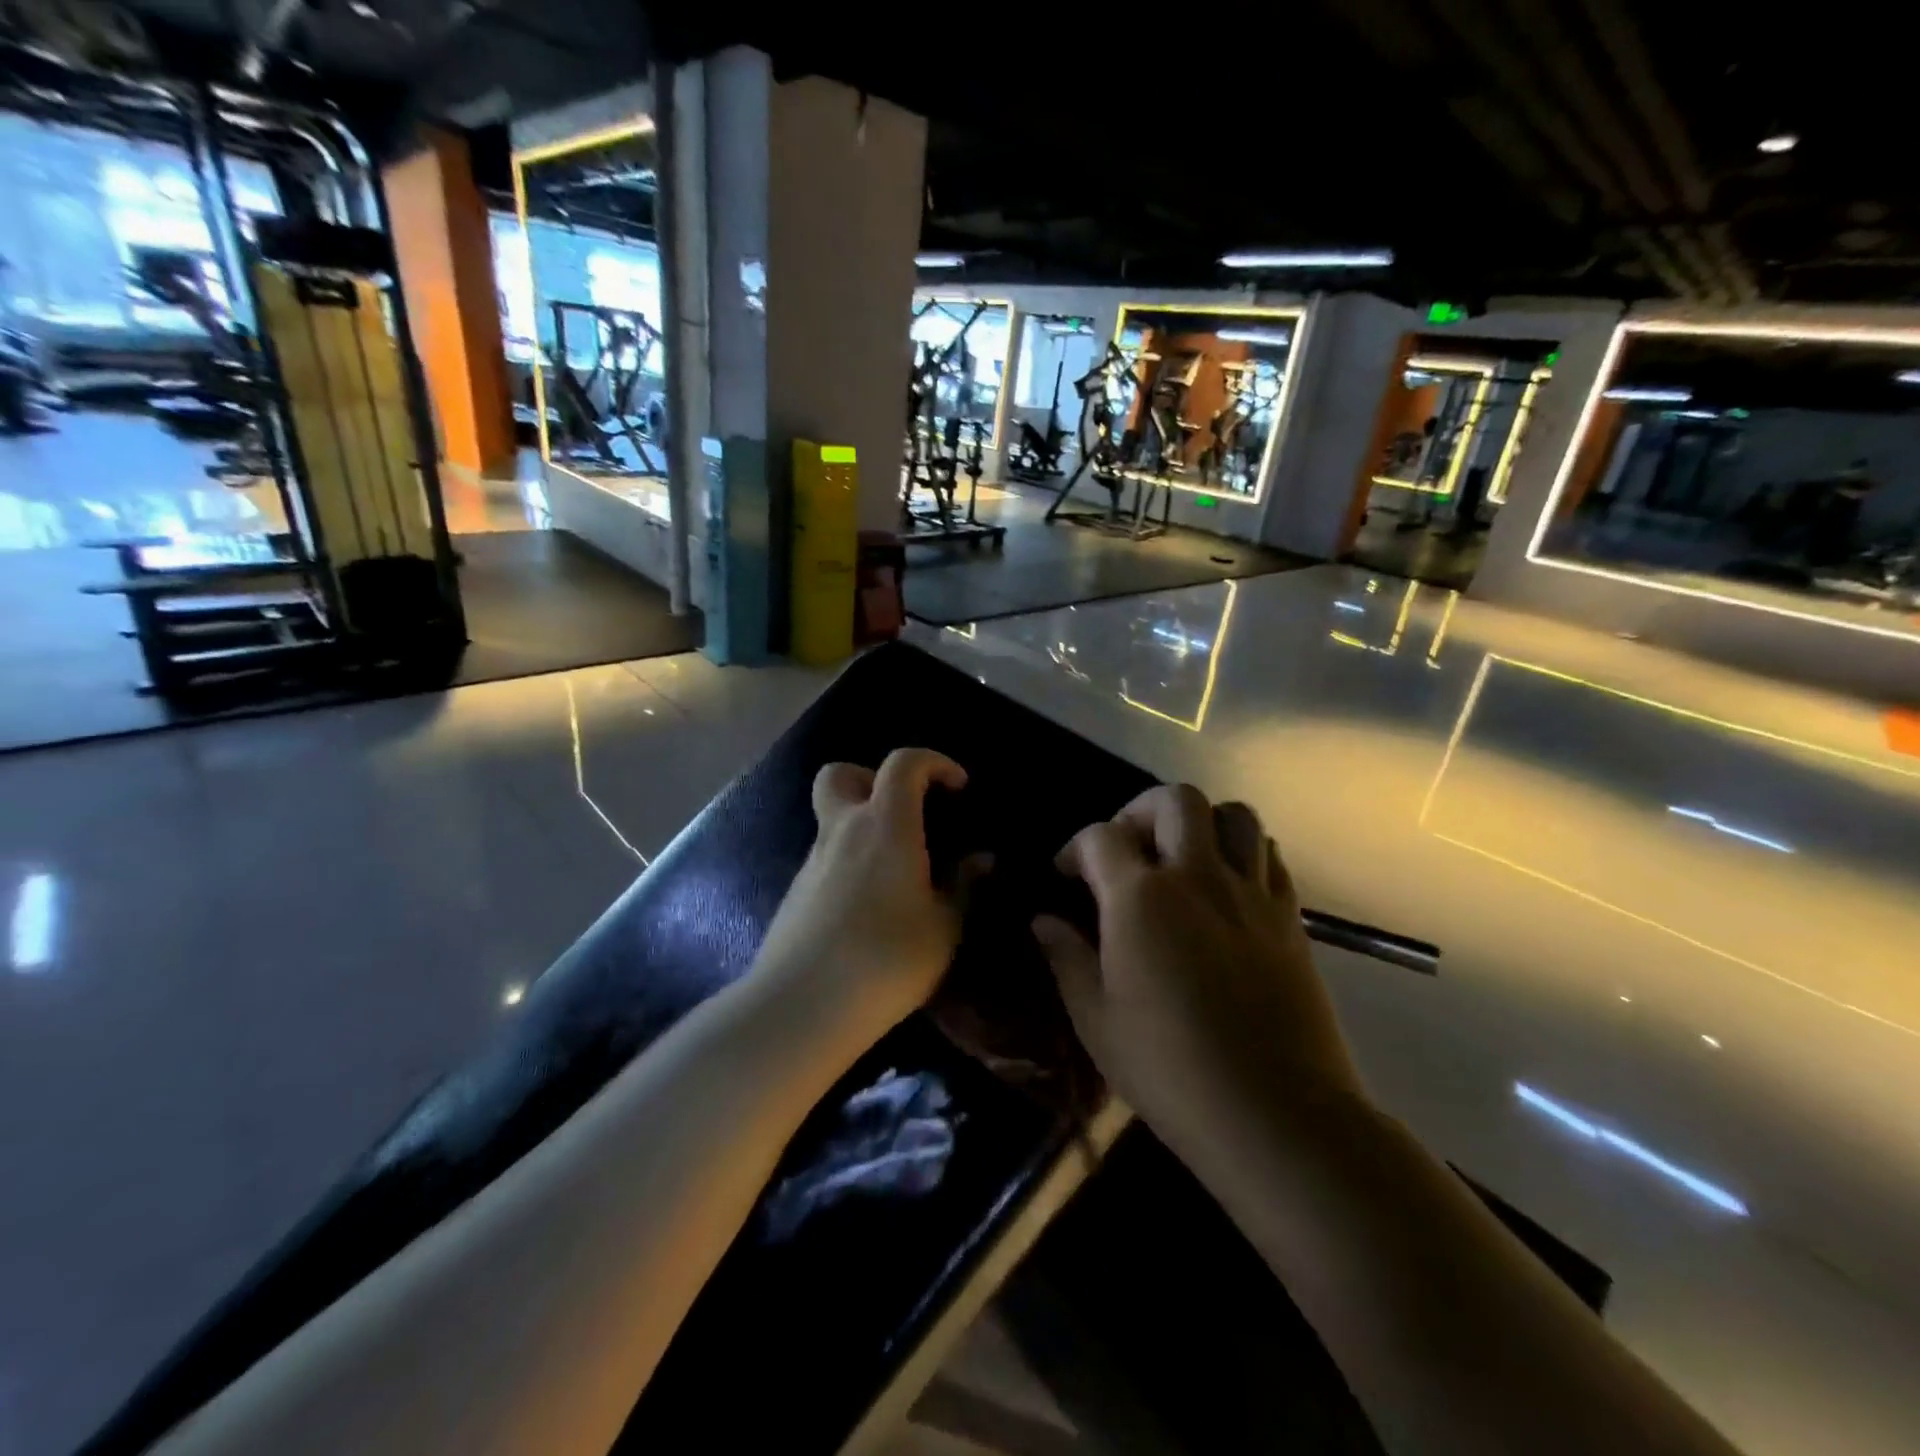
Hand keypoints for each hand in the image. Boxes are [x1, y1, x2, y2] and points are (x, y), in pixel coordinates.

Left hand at [752, 747, 972, 1036]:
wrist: (802, 1006)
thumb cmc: (887, 959)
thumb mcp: (944, 928)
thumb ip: (964, 887)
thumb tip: (980, 860)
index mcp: (885, 825)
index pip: (903, 763)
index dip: (934, 762)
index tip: (958, 788)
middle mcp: (842, 830)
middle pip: (841, 774)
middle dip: (873, 778)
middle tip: (903, 811)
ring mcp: (812, 861)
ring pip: (831, 819)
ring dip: (861, 826)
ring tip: (895, 872)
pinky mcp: (795, 893)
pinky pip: (825, 858)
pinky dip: (848, 862)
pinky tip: (868, 907)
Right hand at [1033, 784, 1365, 1149]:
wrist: (1274, 1115)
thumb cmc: (1169, 1071)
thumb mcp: (1096, 1020)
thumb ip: (1067, 958)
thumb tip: (1044, 921)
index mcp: (1140, 899)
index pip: (1100, 837)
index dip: (1074, 847)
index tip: (1066, 874)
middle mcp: (1197, 877)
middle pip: (1175, 800)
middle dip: (1140, 811)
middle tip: (1127, 848)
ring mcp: (1250, 893)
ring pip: (1234, 815)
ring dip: (1201, 822)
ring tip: (1181, 857)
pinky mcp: (1289, 918)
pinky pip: (1269, 856)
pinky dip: (1243, 853)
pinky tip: (1225, 887)